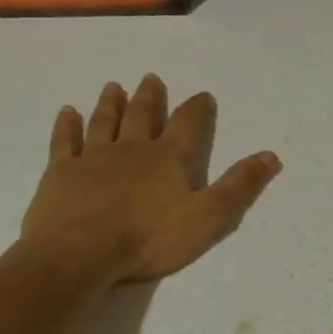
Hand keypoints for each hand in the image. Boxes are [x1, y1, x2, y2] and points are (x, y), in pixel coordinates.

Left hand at [19, 74, 280, 285]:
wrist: (78, 254)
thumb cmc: (149, 238)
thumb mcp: (209, 217)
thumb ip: (240, 186)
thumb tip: (271, 156)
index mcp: (169, 158)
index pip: (188, 125)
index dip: (198, 109)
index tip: (203, 95)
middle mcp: (132, 149)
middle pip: (143, 116)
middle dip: (150, 97)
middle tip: (151, 78)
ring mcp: (93, 158)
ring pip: (105, 122)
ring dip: (111, 104)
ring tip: (113, 87)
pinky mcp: (61, 173)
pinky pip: (65, 141)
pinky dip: (67, 125)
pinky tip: (67, 112)